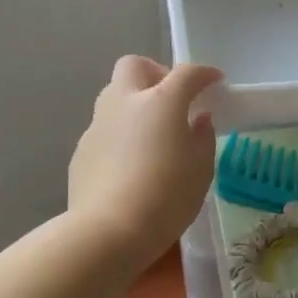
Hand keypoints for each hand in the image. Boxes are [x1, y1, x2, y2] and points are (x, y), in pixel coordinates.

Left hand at [68, 56, 221, 264]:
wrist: (109, 231)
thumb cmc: (166, 197)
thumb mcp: (201, 170)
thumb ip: (202, 137)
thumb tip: (198, 120)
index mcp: (161, 102)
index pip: (186, 73)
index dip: (204, 74)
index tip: (215, 81)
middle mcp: (125, 102)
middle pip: (135, 66)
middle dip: (156, 74)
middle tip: (172, 100)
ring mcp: (98, 125)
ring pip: (114, 95)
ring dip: (134, 103)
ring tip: (151, 133)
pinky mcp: (82, 149)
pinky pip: (104, 129)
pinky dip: (120, 134)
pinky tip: (130, 163)